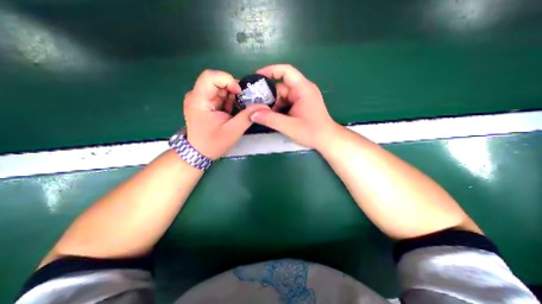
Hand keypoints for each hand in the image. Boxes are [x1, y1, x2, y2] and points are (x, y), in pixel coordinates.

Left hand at [184, 69, 268, 158]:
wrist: (200, 153)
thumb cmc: (214, 143)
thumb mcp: (233, 131)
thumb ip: (248, 116)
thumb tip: (264, 106)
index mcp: (198, 100)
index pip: (210, 76)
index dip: (227, 80)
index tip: (240, 92)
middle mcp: (196, 95)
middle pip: (216, 81)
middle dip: (233, 89)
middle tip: (244, 101)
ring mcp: (199, 99)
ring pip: (219, 87)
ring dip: (232, 96)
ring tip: (238, 108)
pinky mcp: (203, 103)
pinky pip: (218, 95)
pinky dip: (228, 100)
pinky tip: (232, 110)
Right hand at [251, 64, 337, 149]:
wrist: (327, 140)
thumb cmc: (312, 132)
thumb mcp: (289, 126)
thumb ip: (270, 119)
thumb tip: (252, 114)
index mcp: (303, 89)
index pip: (286, 71)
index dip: (270, 70)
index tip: (256, 77)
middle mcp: (303, 90)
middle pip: (281, 86)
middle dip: (268, 95)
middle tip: (254, 103)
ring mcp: (302, 98)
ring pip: (282, 96)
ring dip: (273, 104)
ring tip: (261, 112)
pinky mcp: (301, 105)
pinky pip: (286, 103)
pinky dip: (278, 108)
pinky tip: (272, 117)